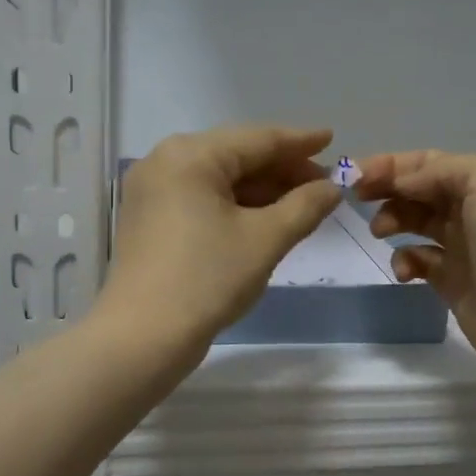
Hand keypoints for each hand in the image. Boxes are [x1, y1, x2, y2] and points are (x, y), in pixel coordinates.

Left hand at [99, 126, 341, 359]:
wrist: (143, 337)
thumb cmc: (208, 279)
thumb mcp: (265, 240)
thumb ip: (305, 206)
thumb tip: (332, 188)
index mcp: (190, 155)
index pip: (257, 139)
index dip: (299, 142)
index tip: (332, 139)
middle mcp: (165, 162)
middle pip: (236, 156)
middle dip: (282, 170)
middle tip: (324, 184)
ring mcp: (152, 192)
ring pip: (219, 180)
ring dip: (261, 190)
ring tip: (302, 203)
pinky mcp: (149, 219)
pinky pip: (201, 199)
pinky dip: (235, 206)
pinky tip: (265, 219)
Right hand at [356, 151, 475, 383]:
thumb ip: (440, 171)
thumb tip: (403, 184)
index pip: (429, 162)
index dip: (391, 165)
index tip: (355, 175)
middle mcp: (475, 208)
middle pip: (419, 189)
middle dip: (387, 189)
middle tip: (357, 199)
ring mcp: (463, 245)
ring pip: (415, 222)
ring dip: (392, 220)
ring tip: (380, 231)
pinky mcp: (452, 280)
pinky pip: (418, 260)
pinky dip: (404, 260)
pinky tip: (405, 271)